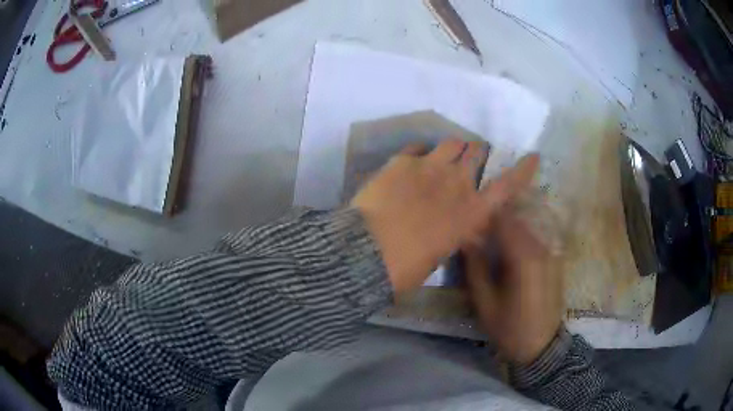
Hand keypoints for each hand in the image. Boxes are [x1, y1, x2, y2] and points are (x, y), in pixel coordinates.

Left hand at [350, 139, 538, 292]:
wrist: (367, 252)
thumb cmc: (405, 266)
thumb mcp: (440, 254)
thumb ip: (454, 233)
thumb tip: (461, 227)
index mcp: (470, 212)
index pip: (507, 186)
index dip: (523, 170)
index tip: (533, 157)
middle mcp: (456, 183)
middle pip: (475, 153)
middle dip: (476, 153)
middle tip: (470, 157)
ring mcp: (429, 167)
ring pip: (451, 143)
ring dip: (452, 148)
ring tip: (445, 155)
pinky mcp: (401, 161)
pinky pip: (417, 147)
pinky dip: (421, 153)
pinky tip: (414, 161)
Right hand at [463, 211, 563, 364]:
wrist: (542, 346)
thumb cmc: (510, 328)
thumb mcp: (484, 303)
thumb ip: (475, 267)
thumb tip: (466, 238)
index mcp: (522, 257)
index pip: (502, 219)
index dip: (483, 213)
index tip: (468, 217)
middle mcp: (540, 247)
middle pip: (516, 218)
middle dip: (495, 216)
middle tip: (476, 224)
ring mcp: (551, 251)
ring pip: (527, 224)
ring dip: (509, 223)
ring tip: (490, 232)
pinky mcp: (555, 258)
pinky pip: (536, 234)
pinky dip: (522, 232)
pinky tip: (510, 243)